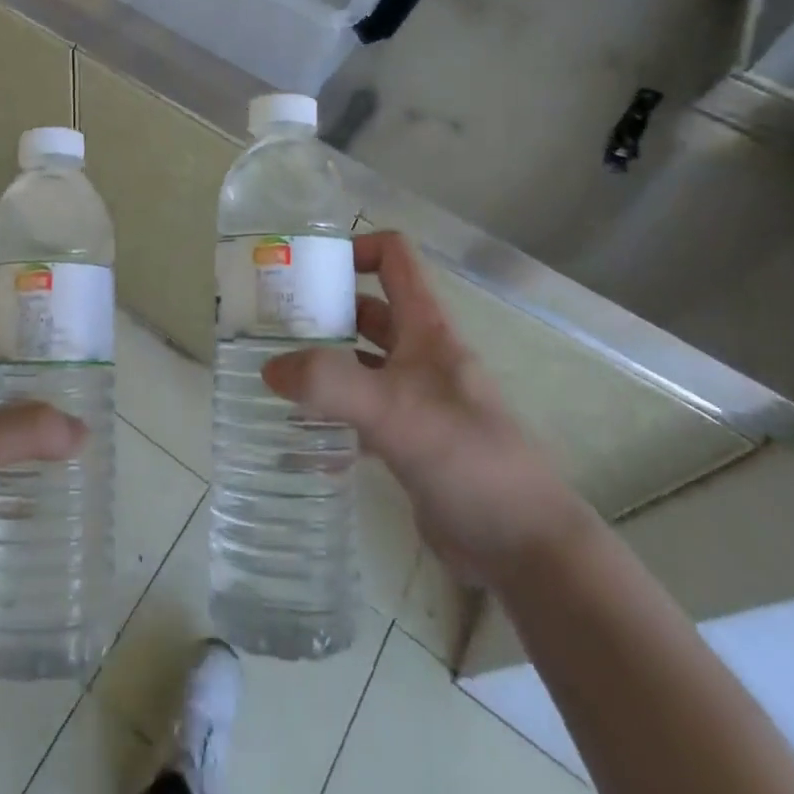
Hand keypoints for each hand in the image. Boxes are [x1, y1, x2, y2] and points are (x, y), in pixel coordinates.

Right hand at [263, 231, 594, 587]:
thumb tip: (270, 368)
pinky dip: (331, 415)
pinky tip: (300, 435)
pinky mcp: (409, 440)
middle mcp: (421, 354)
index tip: (305, 270)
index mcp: (427, 328)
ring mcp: (416, 398)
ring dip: (323, 363)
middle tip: (270, 324)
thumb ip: (330, 383)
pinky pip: (361, 413)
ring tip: (274, 373)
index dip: (354, 249)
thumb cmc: (466, 457)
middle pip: (367, 309)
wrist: (523, 545)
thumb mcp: (394, 410)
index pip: (394, 257)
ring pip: (361, 363)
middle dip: (323, 310)